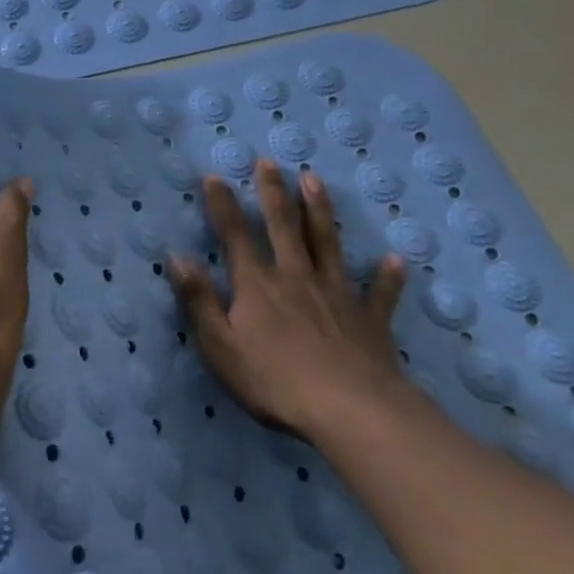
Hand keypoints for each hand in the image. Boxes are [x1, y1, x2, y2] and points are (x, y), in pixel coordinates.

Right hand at [168, 161, 407, 439]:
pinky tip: (396, 260)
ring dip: (320, 210)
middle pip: (283, 226)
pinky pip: (380, 294)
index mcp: (258, 284)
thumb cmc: (276, 381)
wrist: (351, 411)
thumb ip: (198, 299)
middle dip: (273, 192)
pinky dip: (388, 277)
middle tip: (269, 162)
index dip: (222, 205)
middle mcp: (296, 276)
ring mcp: (336, 294)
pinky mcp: (370, 320)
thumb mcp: (221, 346)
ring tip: (314, 180)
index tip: (214, 176)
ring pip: (327, 243)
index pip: (235, 235)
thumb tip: (176, 256)